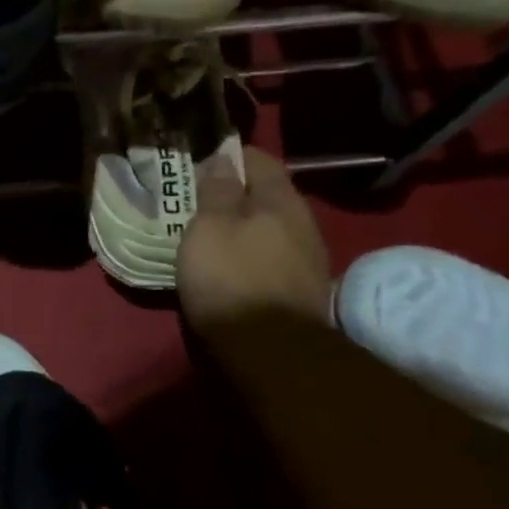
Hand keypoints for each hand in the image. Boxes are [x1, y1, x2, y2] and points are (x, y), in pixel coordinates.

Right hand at [177, 143, 331, 333]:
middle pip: (267, 194)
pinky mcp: (303, 290)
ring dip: (245, 225)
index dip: (230, 155)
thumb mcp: (210, 227)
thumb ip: (217, 191)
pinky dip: (252, 251)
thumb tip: (223, 159)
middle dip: (236, 192)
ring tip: (212, 232)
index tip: (202, 159)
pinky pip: (273, 255)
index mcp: (280, 199)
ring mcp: (308, 258)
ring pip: (272, 226)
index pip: (259, 159)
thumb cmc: (231, 278)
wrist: (272, 353)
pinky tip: (233, 263)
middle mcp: (303, 222)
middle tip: (200, 197)